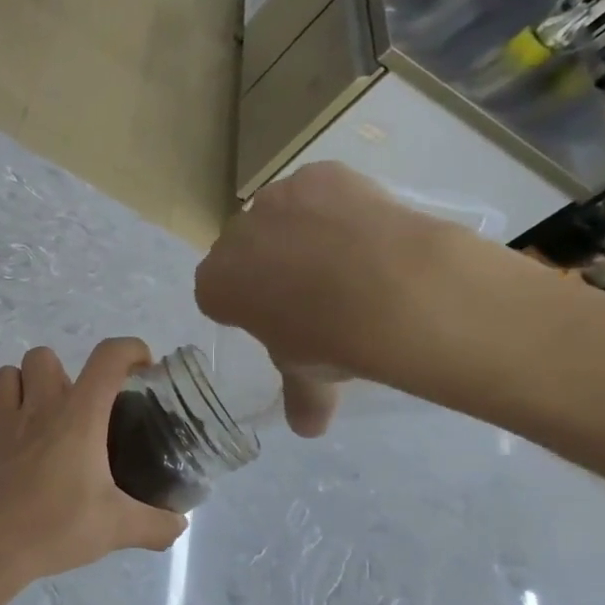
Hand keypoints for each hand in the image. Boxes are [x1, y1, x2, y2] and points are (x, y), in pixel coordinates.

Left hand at [0, 339, 186, 585]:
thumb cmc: (58, 526)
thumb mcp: (119, 528)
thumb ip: (156, 525)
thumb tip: (179, 525)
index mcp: (77, 417)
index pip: (107, 359)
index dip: (129, 350)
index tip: (143, 368)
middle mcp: (38, 411)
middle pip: (41, 356)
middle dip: (62, 370)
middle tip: (79, 406)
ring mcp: (2, 429)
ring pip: (3, 378)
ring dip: (21, 387)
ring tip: (41, 417)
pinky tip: (11, 460)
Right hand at [194, 163, 478, 435]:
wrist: (390, 289)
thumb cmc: (329, 340)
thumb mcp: (309, 374)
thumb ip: (301, 397)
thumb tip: (308, 430)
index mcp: (215, 285)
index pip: (217, 293)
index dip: (246, 305)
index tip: (277, 319)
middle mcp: (232, 237)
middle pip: (244, 250)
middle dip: (268, 265)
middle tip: (313, 291)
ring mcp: (275, 200)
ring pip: (280, 216)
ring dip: (299, 232)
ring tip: (347, 258)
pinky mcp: (317, 174)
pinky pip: (319, 191)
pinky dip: (335, 205)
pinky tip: (365, 229)